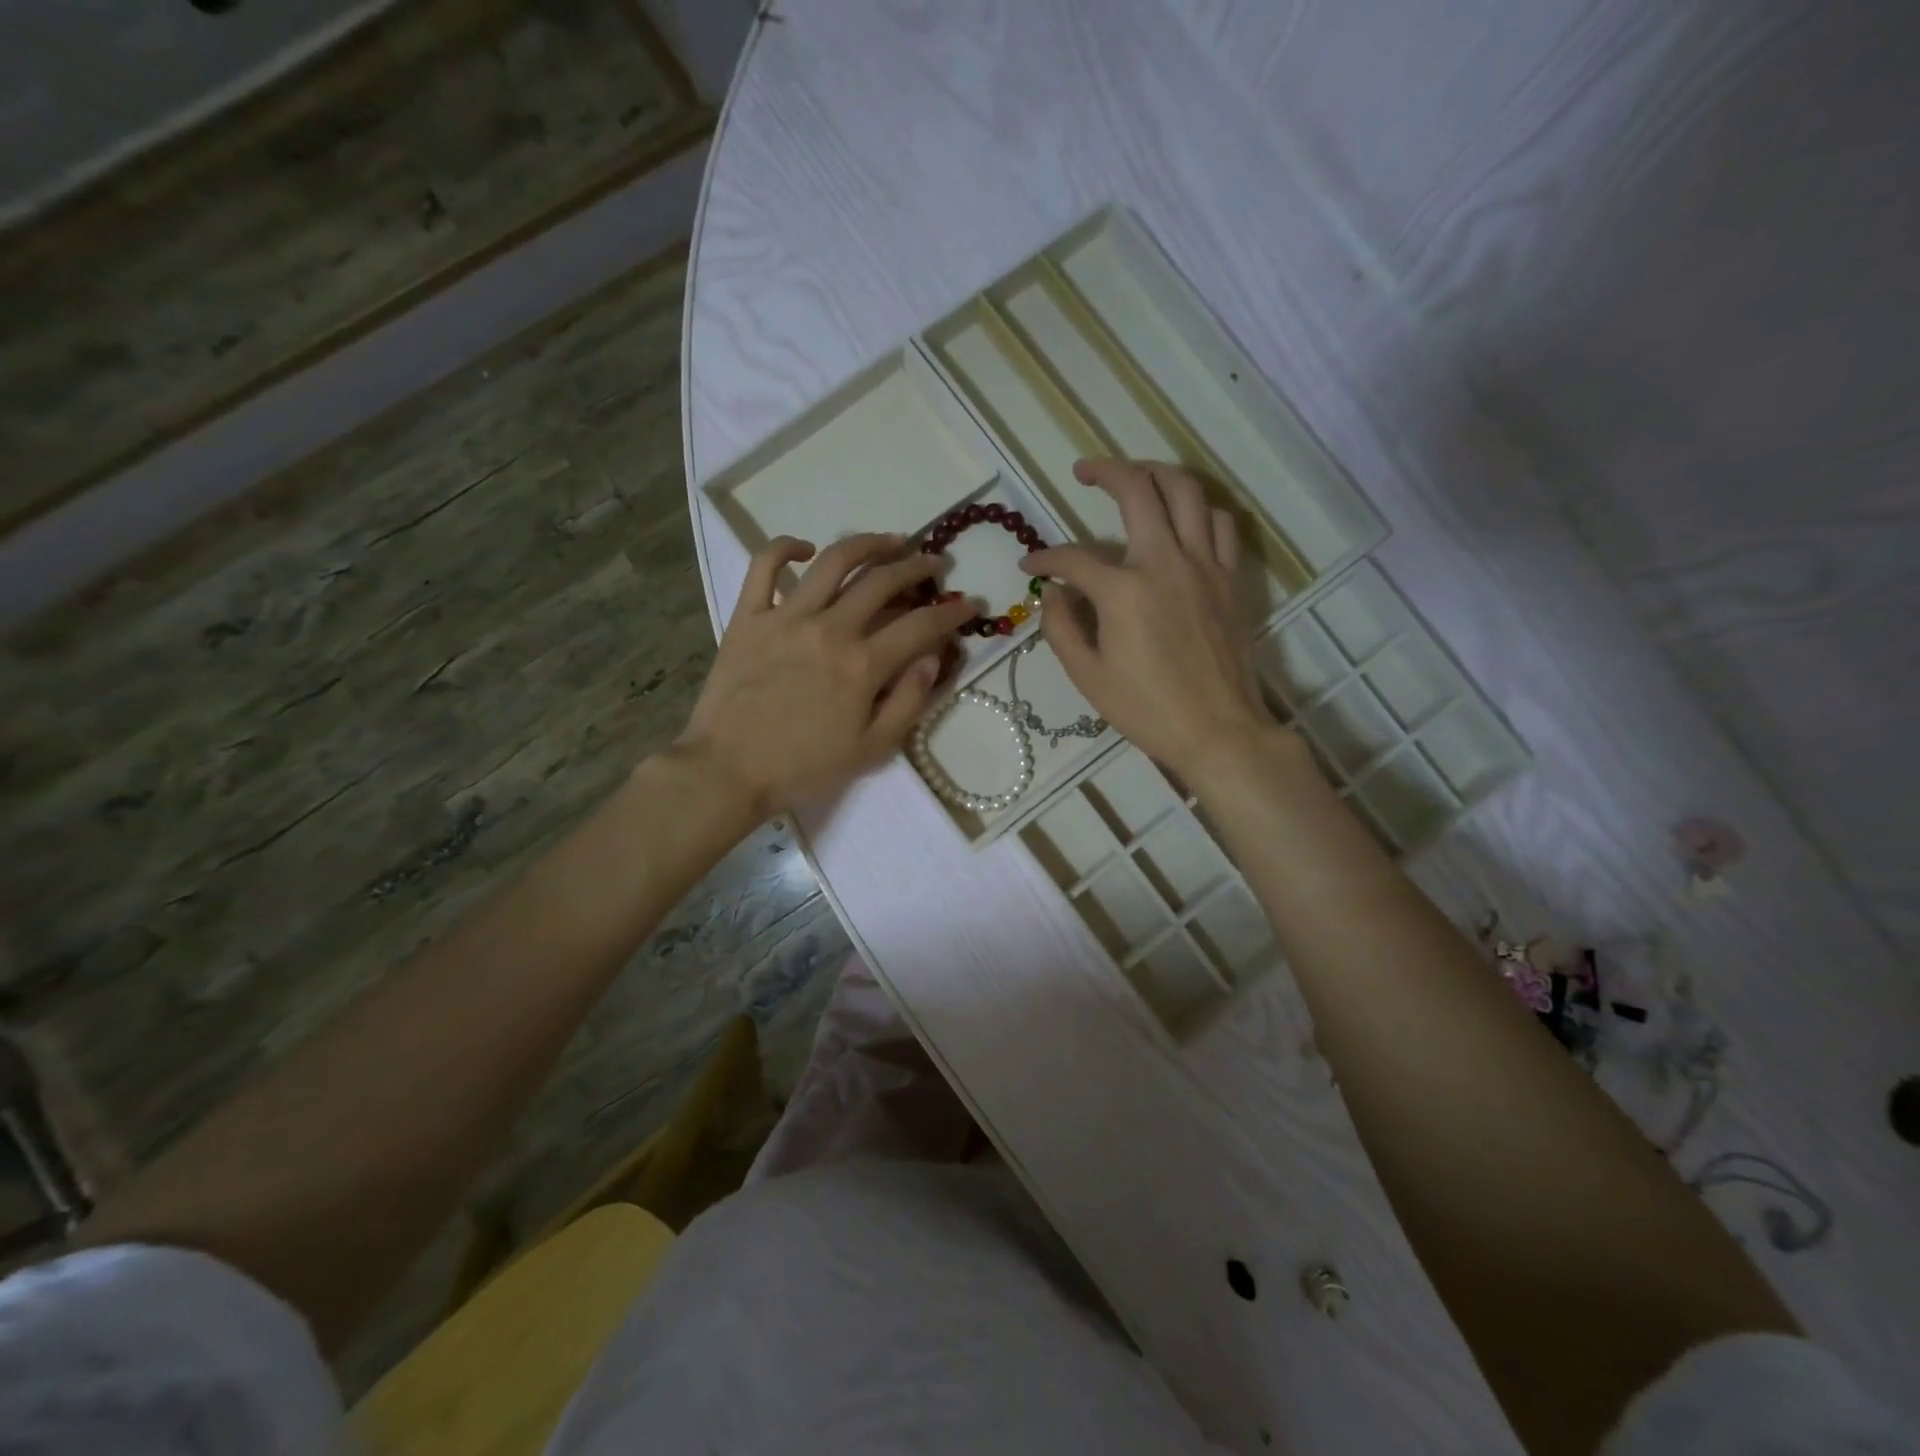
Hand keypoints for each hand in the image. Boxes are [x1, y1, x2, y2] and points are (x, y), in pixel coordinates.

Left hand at [678, 533, 974, 816]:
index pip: (921, 625)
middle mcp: (830, 628)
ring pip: (835, 560)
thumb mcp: (871, 750)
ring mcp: (786, 616)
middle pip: (883, 581)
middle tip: (934, 563)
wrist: (728, 771)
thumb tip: (933, 658)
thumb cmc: (804, 767)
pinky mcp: (749, 616)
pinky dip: (785, 547)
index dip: (953, 611)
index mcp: (862, 665)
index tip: (971, 603)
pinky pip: (764, 566)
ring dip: (869, 544)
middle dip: (918, 567)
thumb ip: (909, 702)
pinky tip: (806, 549)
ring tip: (891, 541)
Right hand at [1023, 459, 1275, 780]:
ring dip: (1156, 473)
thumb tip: (1053, 594)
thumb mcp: (1088, 677)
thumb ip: (1062, 628)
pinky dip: (1198, 508)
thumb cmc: (1147, 710)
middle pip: (1137, 490)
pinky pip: (1219, 522)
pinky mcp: (1230, 578)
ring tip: (1136, 478)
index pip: (1073, 559)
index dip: (1045, 559)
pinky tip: (1183, 517)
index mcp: (1123, 591)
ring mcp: (1204, 565)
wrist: (1218, 730)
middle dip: (1105, 471)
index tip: (1030, 567)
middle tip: (1084, 471)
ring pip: (1186, 491)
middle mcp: (1165, 562)